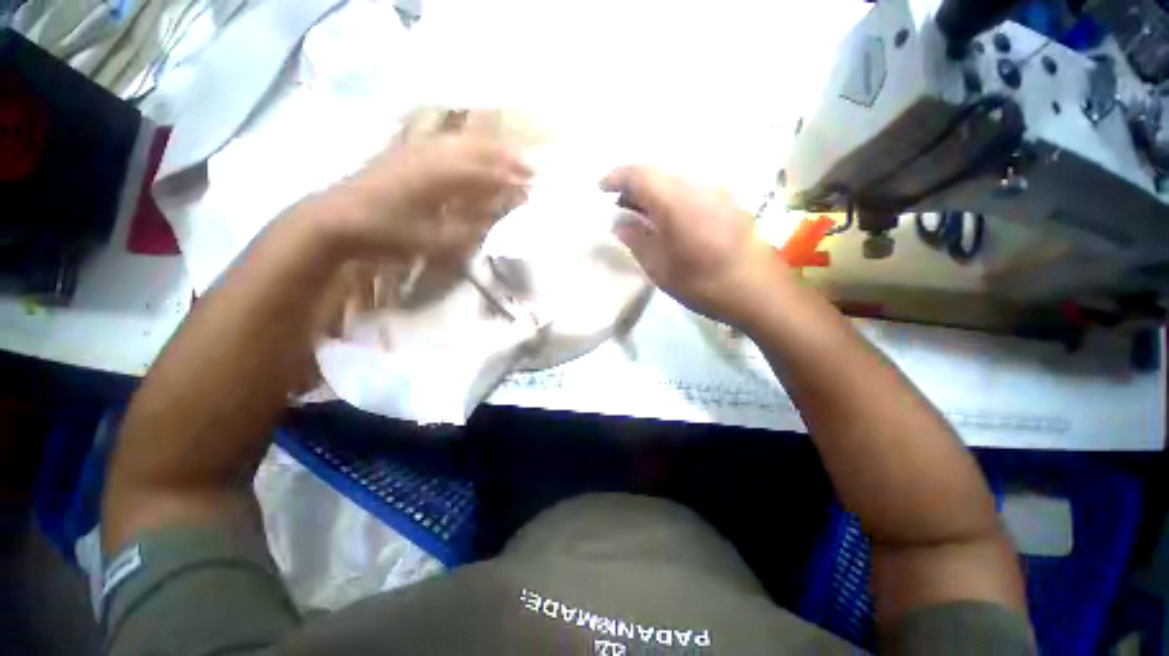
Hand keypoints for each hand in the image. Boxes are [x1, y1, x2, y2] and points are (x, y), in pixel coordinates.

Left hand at [316, 134, 531, 260]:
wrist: (336, 219)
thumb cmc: (388, 234)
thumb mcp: (434, 241)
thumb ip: (468, 228)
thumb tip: (497, 216)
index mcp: (440, 177)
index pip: (485, 173)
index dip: (510, 180)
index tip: (532, 187)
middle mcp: (431, 155)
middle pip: (477, 149)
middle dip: (506, 157)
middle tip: (529, 166)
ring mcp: (416, 149)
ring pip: (462, 141)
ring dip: (488, 148)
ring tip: (509, 156)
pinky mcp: (405, 151)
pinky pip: (444, 143)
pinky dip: (466, 146)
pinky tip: (472, 151)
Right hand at [601, 166, 786, 326]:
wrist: (759, 291)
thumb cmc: (703, 283)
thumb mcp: (660, 268)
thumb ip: (636, 240)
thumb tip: (619, 222)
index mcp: (676, 201)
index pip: (639, 174)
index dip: (616, 177)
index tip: (600, 188)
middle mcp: (697, 186)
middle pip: (657, 175)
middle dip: (633, 187)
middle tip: (620, 209)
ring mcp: (717, 192)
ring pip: (675, 182)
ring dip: (654, 194)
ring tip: (642, 217)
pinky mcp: (729, 202)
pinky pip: (691, 190)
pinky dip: (672, 199)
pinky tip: (669, 221)